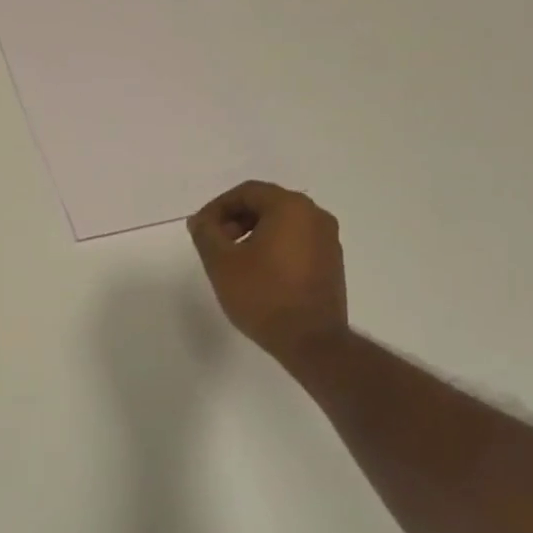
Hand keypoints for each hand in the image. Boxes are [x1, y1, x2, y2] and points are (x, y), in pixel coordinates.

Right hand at [188, 181, 346, 364]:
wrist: (311, 341)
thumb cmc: (262, 296)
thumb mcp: (221, 262)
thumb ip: (206, 233)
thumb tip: (201, 220)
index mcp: (290, 208)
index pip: (247, 192)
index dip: (218, 207)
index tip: (201, 230)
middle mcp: (315, 215)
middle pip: (267, 204)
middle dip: (235, 219)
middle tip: (215, 243)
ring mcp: (328, 239)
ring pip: (283, 223)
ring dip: (254, 233)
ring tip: (234, 260)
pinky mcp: (332, 262)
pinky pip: (297, 241)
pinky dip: (274, 246)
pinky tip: (258, 272)